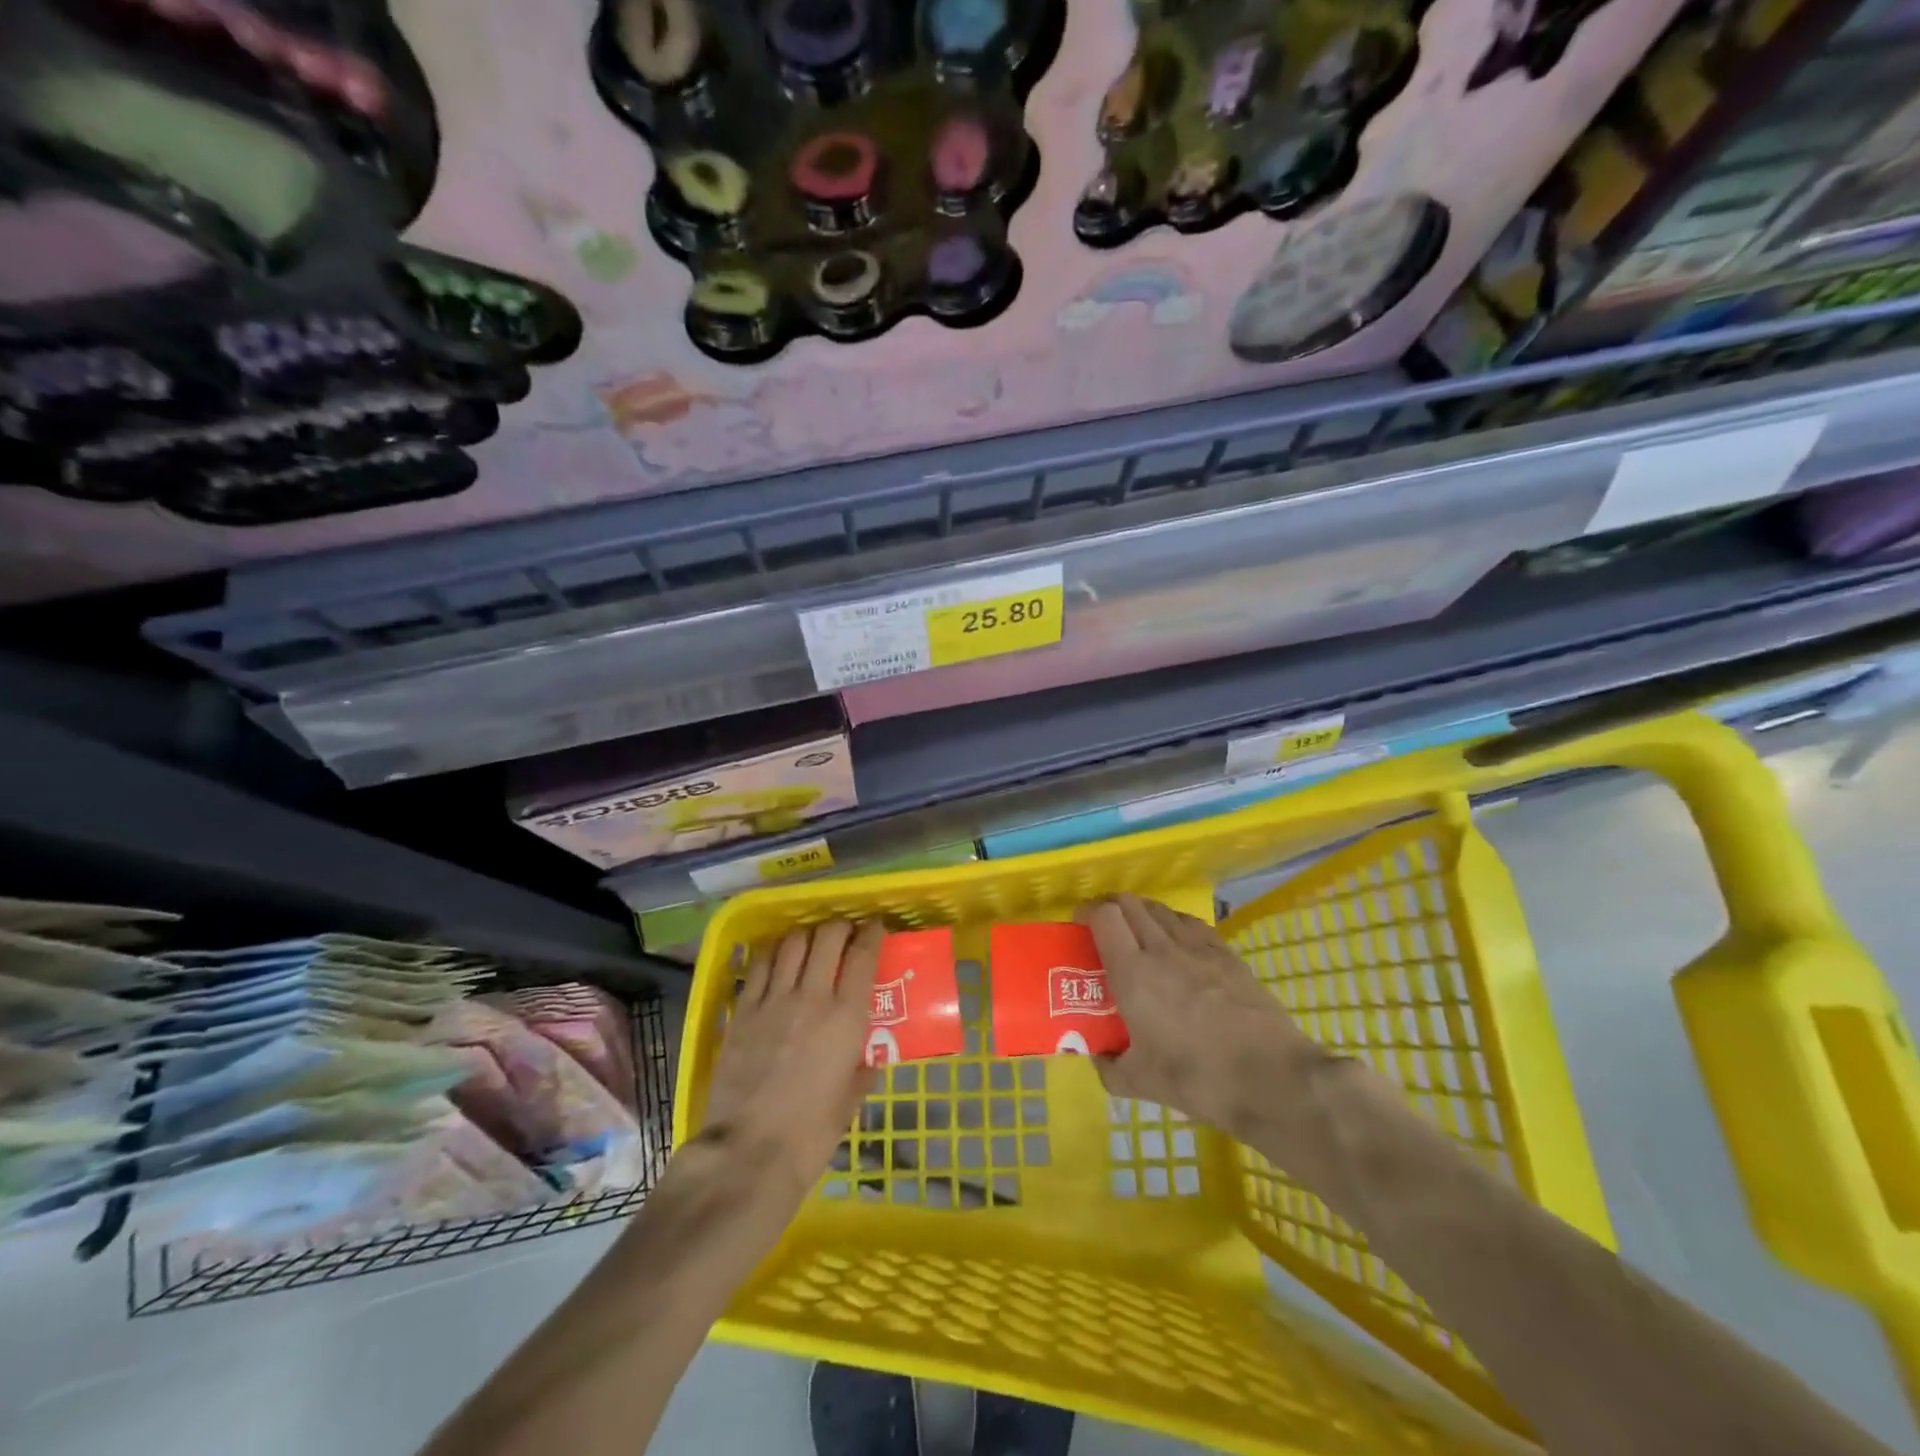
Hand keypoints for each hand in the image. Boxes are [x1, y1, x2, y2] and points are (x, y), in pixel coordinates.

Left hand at [696, 920, 882, 1207]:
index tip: (874, 927)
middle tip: (845, 932)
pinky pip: (760, 966)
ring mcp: (773, 1000)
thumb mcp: (850, 1100)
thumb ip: (862, 1070)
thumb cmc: (811, 1133)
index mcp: (847, 1016)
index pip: (862, 955)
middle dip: (840, 926)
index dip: (871, 933)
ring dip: (806, 935)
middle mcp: (812, 996)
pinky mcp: (743, 1010)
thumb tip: (869, 1059)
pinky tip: (777, 958)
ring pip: (792, 943)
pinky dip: (773, 953)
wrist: (749, 1152)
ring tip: (811, 942)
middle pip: (827, 937)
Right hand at [1076, 895, 1325, 1135]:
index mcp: (1133, 972)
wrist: (1271, 1078)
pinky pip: (1192, 924)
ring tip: (1139, 932)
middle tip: (1104, 928)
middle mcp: (1162, 948)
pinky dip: (1175, 924)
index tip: (1079, 925)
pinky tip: (1178, 942)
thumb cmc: (1198, 1078)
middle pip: (1131, 903)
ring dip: (1142, 912)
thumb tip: (1098, 1057)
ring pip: (1162, 910)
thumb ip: (1109, 1067)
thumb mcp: (1141, 1083)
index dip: (1087, 912)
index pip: (1104, 916)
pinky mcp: (1228, 955)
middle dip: (1111, 907)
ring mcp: (1199, 948)